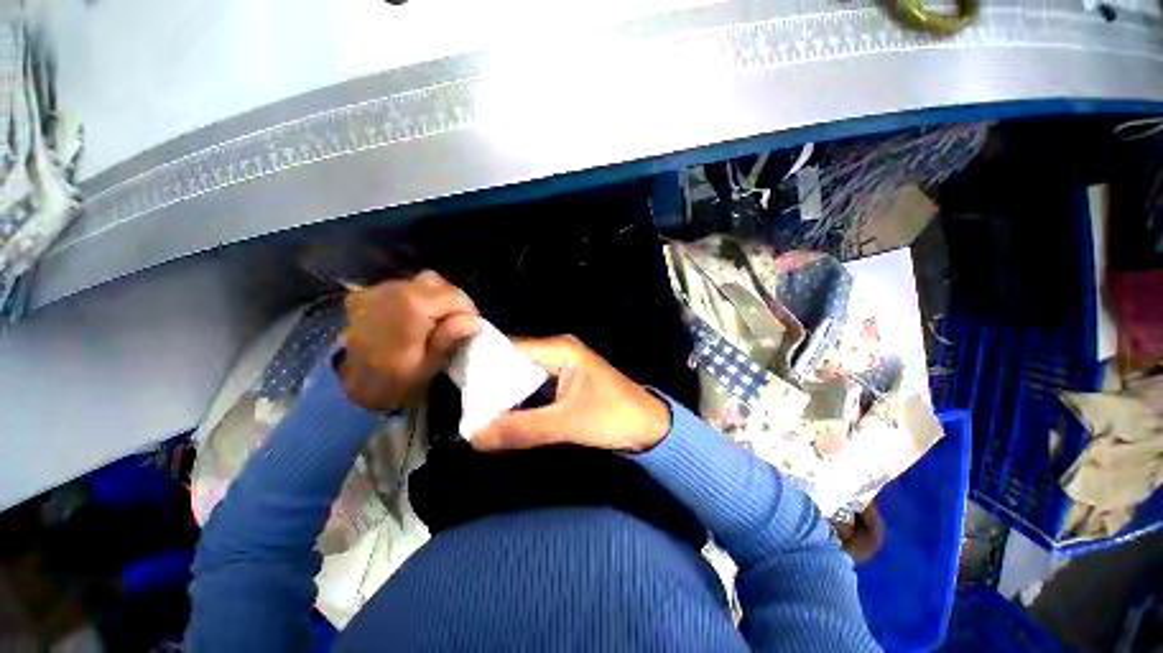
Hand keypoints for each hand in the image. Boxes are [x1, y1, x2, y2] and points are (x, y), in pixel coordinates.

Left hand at [340, 271, 479, 410]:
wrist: (352, 387)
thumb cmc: (395, 382)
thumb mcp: (428, 366)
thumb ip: (450, 338)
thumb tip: (473, 320)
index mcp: (410, 308)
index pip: (454, 296)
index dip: (468, 310)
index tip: (470, 328)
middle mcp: (391, 291)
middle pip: (437, 283)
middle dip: (453, 301)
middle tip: (456, 323)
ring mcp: (375, 291)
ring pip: (420, 282)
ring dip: (435, 298)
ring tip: (437, 321)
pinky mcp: (366, 294)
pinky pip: (402, 287)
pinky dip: (416, 298)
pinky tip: (416, 317)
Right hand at [472, 335, 671, 452]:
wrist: (651, 428)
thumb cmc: (615, 417)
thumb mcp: (568, 424)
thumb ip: (522, 429)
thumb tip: (473, 436)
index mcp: (560, 348)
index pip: (510, 348)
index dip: (484, 366)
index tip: (456, 388)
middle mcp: (557, 350)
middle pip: (513, 361)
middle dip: (489, 383)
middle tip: (462, 407)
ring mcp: (561, 365)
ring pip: (521, 375)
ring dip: (502, 393)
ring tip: (473, 413)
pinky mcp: (564, 382)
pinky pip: (532, 386)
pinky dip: (517, 399)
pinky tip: (500, 415)